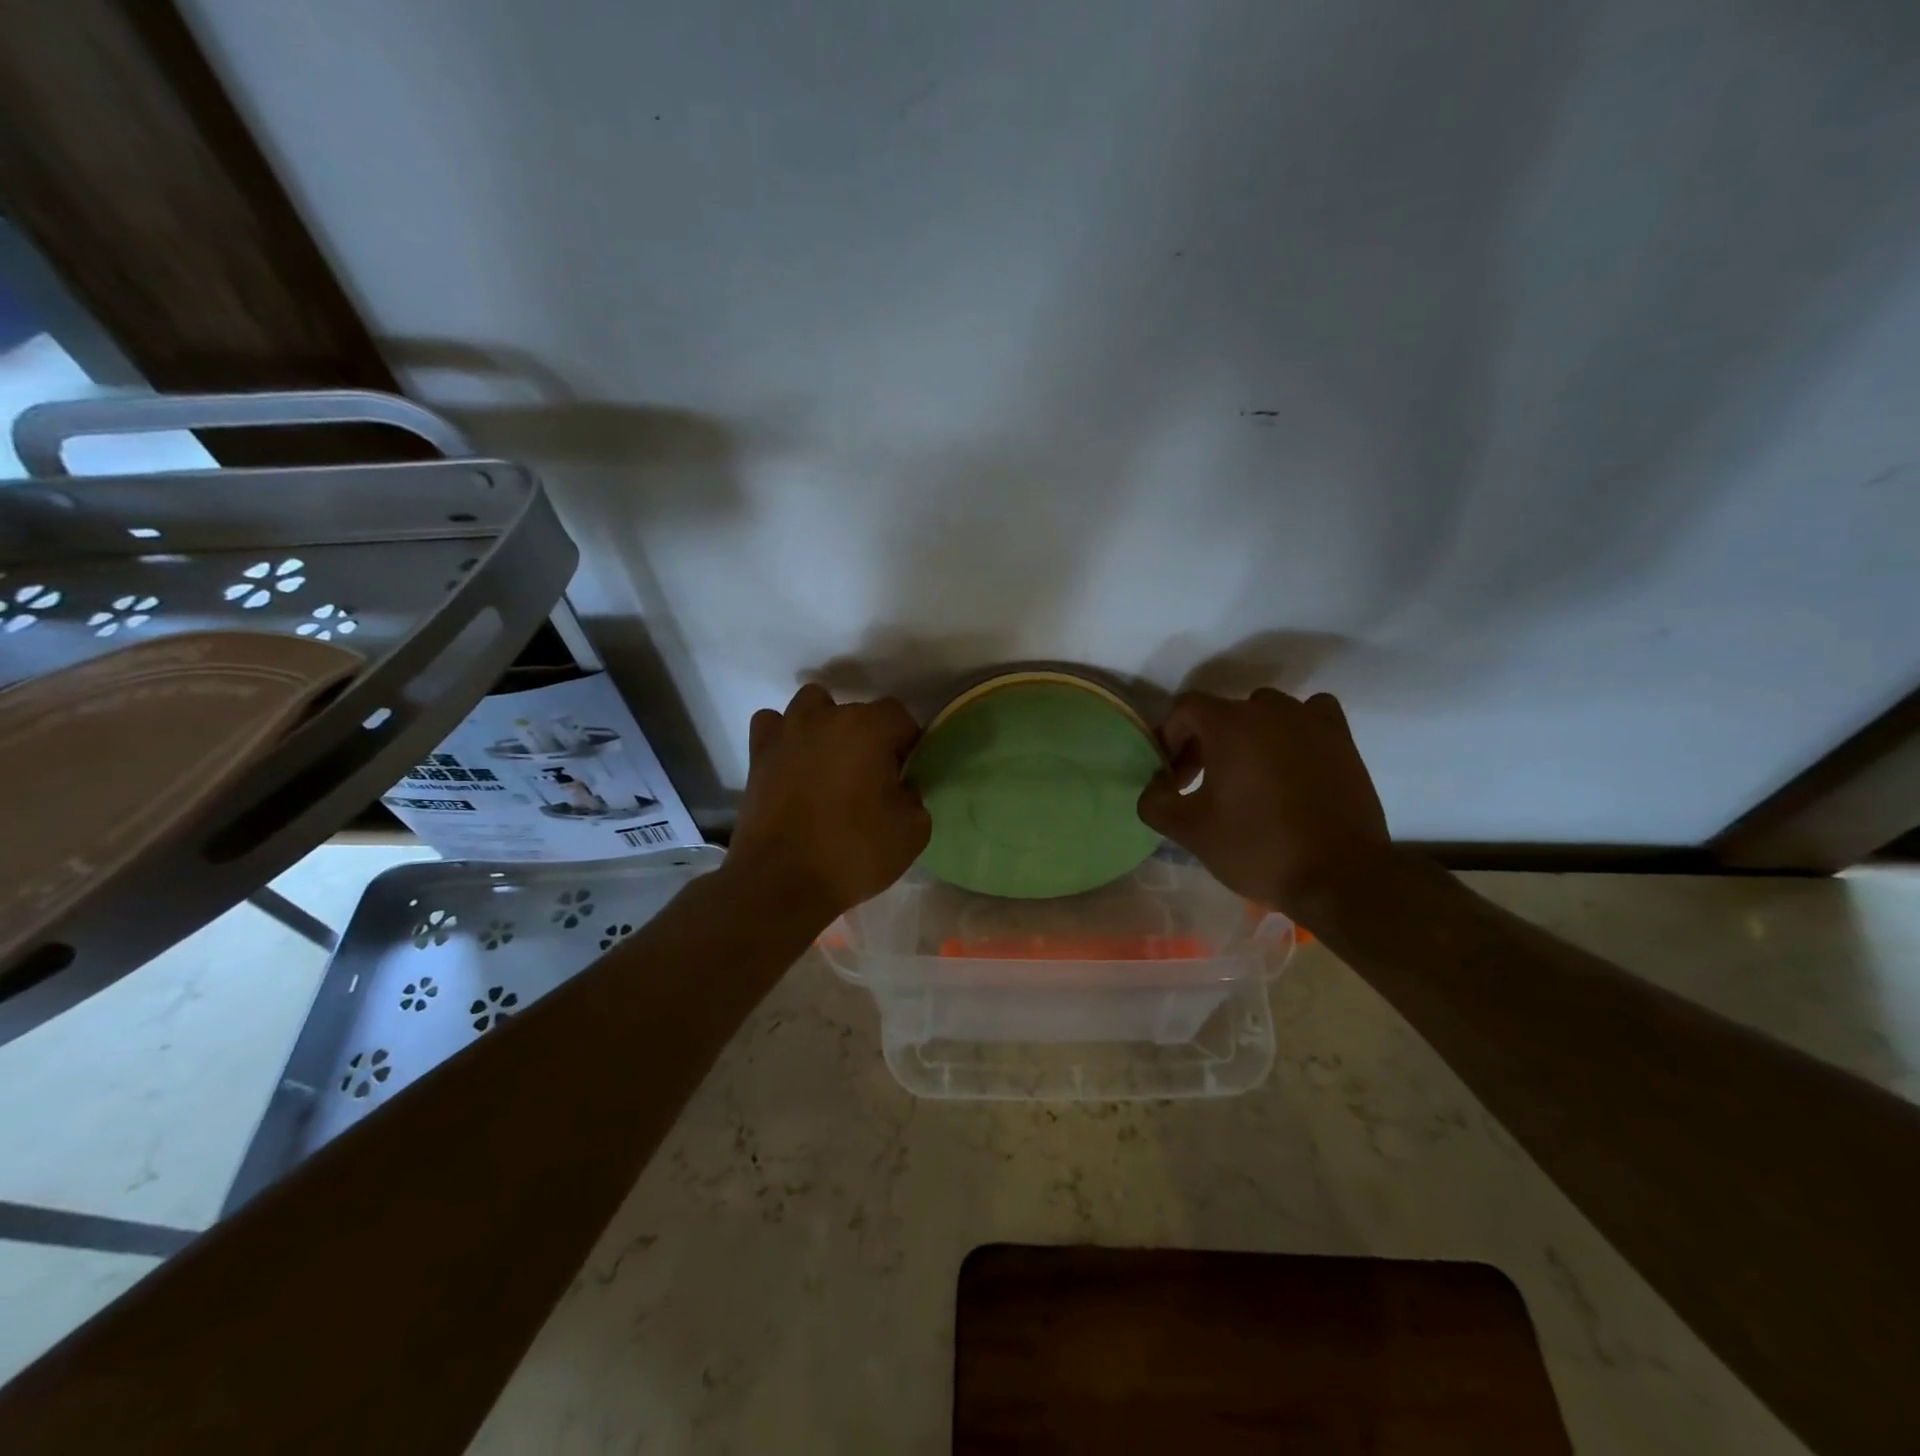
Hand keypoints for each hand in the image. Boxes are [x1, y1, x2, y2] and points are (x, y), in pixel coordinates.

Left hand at [727, 684, 929, 924]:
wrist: (781, 883)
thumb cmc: (853, 852)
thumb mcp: (913, 830)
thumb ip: (914, 795)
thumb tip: (900, 787)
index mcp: (868, 728)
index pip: (900, 716)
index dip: (908, 744)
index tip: (906, 775)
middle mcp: (825, 718)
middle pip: (858, 712)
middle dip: (870, 738)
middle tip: (873, 778)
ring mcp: (786, 733)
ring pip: (812, 705)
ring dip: (826, 725)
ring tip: (831, 763)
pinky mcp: (757, 756)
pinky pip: (773, 726)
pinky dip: (785, 737)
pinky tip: (794, 762)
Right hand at [1137, 689, 1389, 918]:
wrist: (1338, 876)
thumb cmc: (1257, 848)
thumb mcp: (1189, 831)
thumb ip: (1155, 801)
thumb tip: (1156, 786)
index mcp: (1229, 724)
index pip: (1186, 708)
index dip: (1170, 737)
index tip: (1173, 776)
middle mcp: (1270, 711)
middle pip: (1224, 711)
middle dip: (1205, 742)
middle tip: (1202, 784)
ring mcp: (1311, 722)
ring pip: (1267, 712)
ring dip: (1249, 736)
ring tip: (1249, 775)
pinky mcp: (1343, 740)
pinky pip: (1311, 717)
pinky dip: (1296, 731)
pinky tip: (1292, 760)